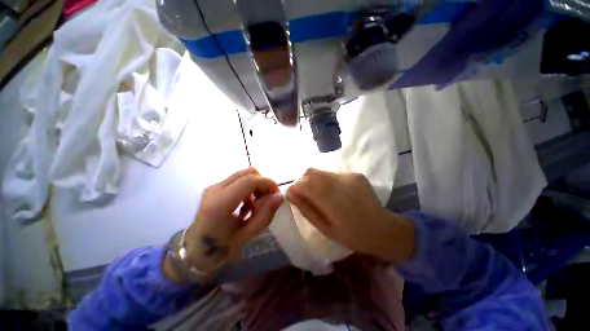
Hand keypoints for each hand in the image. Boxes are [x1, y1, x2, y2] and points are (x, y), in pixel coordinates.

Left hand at [183, 168, 282, 273]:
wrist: (195, 250)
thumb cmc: (221, 248)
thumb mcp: (247, 235)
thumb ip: (265, 214)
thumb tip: (280, 196)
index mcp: (220, 204)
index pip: (250, 180)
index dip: (267, 183)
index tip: (276, 193)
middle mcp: (215, 189)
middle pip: (248, 173)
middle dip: (263, 182)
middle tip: (268, 198)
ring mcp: (214, 186)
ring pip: (244, 174)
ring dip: (256, 184)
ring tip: (257, 203)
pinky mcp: (215, 187)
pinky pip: (238, 179)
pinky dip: (249, 187)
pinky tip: (248, 203)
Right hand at [286, 168, 414, 262]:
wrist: (384, 229)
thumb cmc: (353, 235)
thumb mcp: (325, 228)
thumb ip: (306, 209)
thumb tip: (291, 194)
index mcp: (331, 199)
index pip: (303, 183)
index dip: (295, 187)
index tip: (293, 195)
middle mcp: (339, 182)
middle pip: (310, 172)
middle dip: (303, 182)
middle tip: (307, 196)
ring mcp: (349, 176)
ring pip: (321, 172)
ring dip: (316, 181)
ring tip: (323, 196)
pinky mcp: (355, 174)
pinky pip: (333, 174)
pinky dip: (328, 182)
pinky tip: (337, 194)